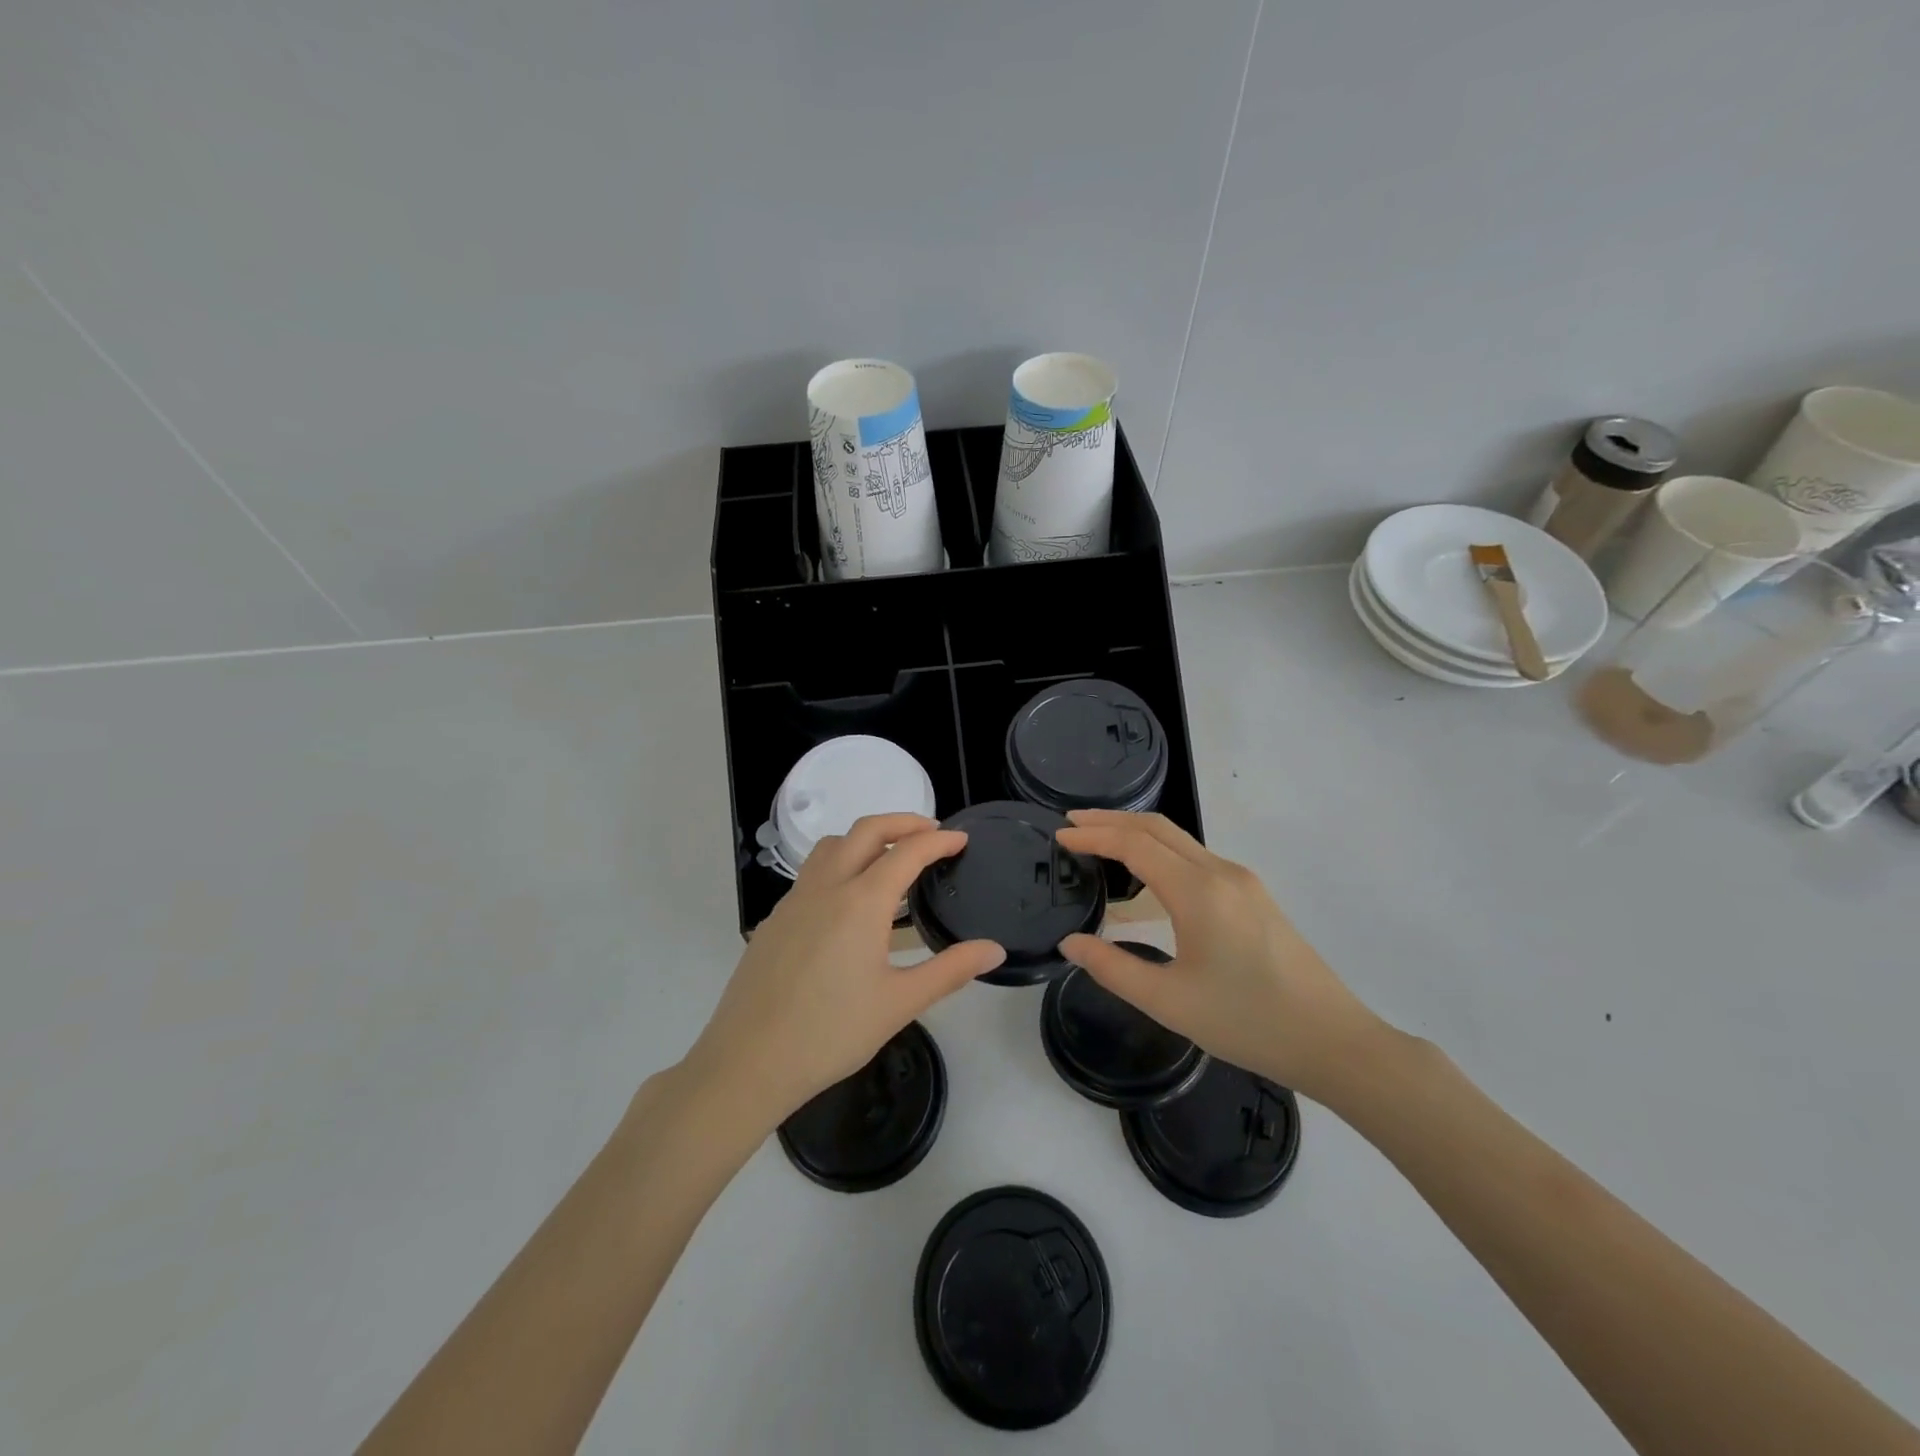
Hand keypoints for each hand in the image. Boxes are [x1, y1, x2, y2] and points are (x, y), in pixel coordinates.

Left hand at [684, 814, 1004, 1130]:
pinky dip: (841, 866)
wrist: (748, 1061)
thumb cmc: (831, 1033)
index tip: (961, 839)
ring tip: (891, 859)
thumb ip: (951, 970)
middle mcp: (826, 887)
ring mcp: (795, 901)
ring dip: (865, 838)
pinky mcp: (775, 920)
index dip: (939, 841)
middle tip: (931, 832)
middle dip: (902, 822)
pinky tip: (851, 905)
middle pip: (866, 830)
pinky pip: (812, 874)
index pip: (907, 852)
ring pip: (832, 846)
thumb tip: (994, 950)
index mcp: (860, 902)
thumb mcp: (900, 1003)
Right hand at [1056, 810, 1379, 1101]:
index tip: (1060, 835)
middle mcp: (1221, 873)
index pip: (1135, 844)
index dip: (1094, 835)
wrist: (1333, 1041)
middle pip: (1158, 828)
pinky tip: (1144, 879)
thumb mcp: (1169, 1002)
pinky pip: (1195, 859)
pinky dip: (1160, 853)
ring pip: (1179, 840)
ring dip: (1136, 834)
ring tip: (1099, 843)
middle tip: (1072, 822)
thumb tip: (1070, 943)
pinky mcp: (1252, 896)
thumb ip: (1112, 968)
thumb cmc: (1247, 1022)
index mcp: (1198, 892)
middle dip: (1111, 820)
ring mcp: (1241, 881)